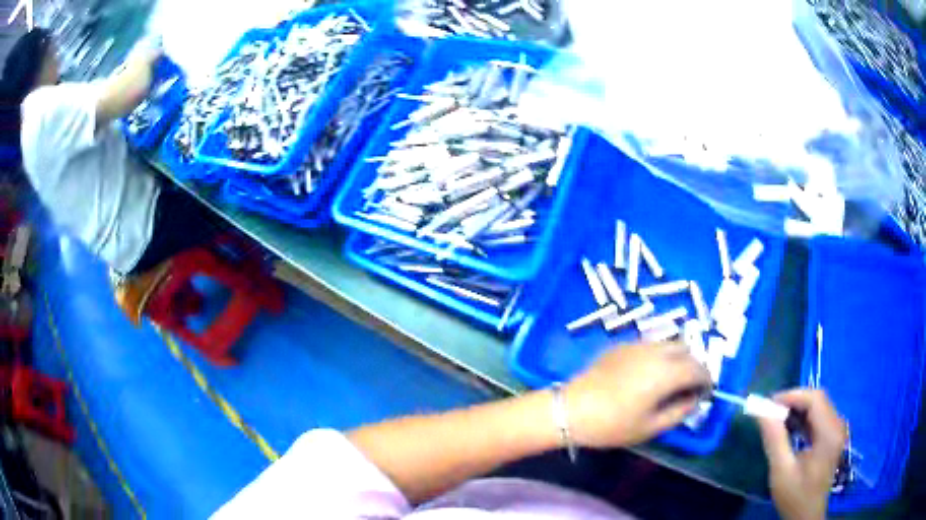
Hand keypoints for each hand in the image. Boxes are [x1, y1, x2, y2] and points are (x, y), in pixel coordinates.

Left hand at [563, 342, 710, 448]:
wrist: (570, 410)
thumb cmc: (612, 425)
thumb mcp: (650, 427)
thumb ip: (680, 411)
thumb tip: (694, 399)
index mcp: (667, 372)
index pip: (699, 369)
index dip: (706, 381)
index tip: (704, 394)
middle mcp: (656, 351)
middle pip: (687, 350)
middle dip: (694, 366)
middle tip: (688, 387)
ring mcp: (638, 344)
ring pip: (669, 343)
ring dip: (678, 357)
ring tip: (670, 380)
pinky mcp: (622, 345)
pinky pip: (651, 344)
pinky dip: (660, 355)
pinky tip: (648, 374)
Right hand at [758, 389, 846, 519]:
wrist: (806, 516)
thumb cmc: (795, 496)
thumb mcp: (781, 472)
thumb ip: (774, 440)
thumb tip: (762, 411)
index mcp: (829, 433)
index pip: (815, 399)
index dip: (792, 396)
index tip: (768, 404)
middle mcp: (838, 425)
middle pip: (818, 399)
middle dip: (794, 401)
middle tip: (770, 412)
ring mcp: (837, 430)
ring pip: (819, 406)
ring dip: (798, 409)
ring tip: (777, 420)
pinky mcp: (833, 436)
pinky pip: (819, 416)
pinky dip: (804, 418)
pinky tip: (790, 429)